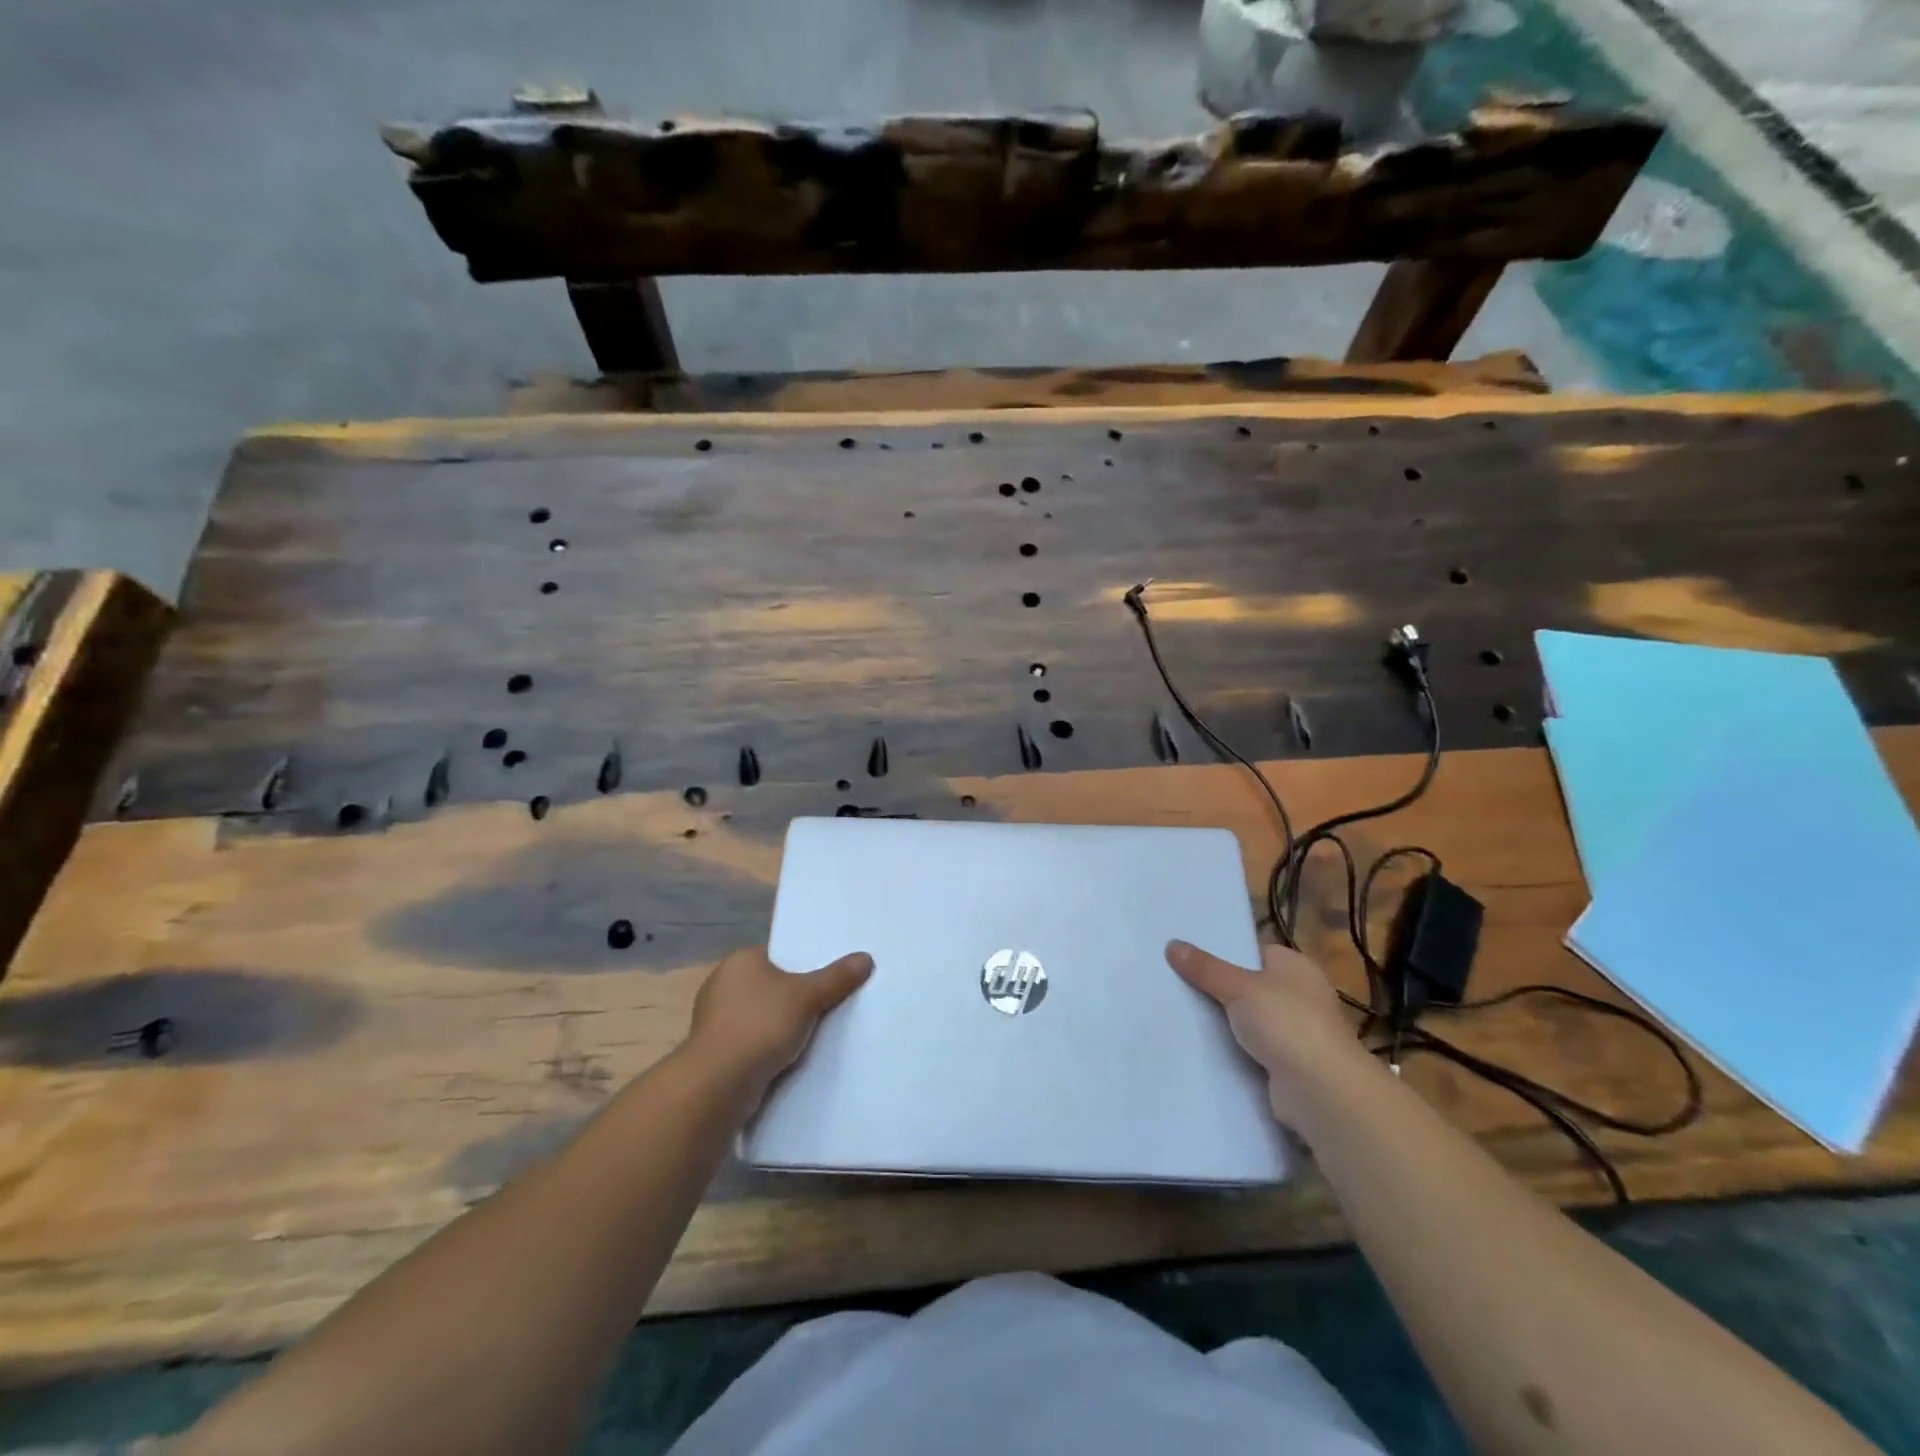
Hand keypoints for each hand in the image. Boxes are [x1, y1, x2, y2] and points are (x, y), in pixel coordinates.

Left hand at [687, 946, 872, 1096]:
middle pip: (771, 985)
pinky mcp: (715, 1052)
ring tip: (817, 1034)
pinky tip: (792, 1059)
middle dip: (795, 997)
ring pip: (761, 1016)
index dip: (804, 964)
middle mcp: (722, 984)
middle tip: (830, 1003)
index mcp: (740, 960)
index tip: (828, 976)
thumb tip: (865, 958)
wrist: (718, 1085)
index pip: (778, 954)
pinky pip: (751, 1042)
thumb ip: (836, 978)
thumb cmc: (761, 1025)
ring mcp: (714, 1020)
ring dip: (781, 1026)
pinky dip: (769, 1049)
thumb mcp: (808, 996)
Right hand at [1166, 939, 1371, 1128]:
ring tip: (1178, 1012)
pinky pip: (1251, 1050)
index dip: (1225, 952)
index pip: (1256, 951)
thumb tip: (1172, 945)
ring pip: (1249, 1020)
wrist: (1322, 1092)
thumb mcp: (1239, 987)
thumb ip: (1205, 968)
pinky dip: (1232, 1050)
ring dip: (1224, 1023)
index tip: (1189, 955)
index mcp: (1296, 967)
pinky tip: (1200, 1047)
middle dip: (1218, 988)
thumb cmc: (1287, 1024)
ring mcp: (1297, 1033)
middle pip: (1249, 985)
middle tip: (1175, 982)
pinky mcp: (1288, 1065)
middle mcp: (1301, 996)